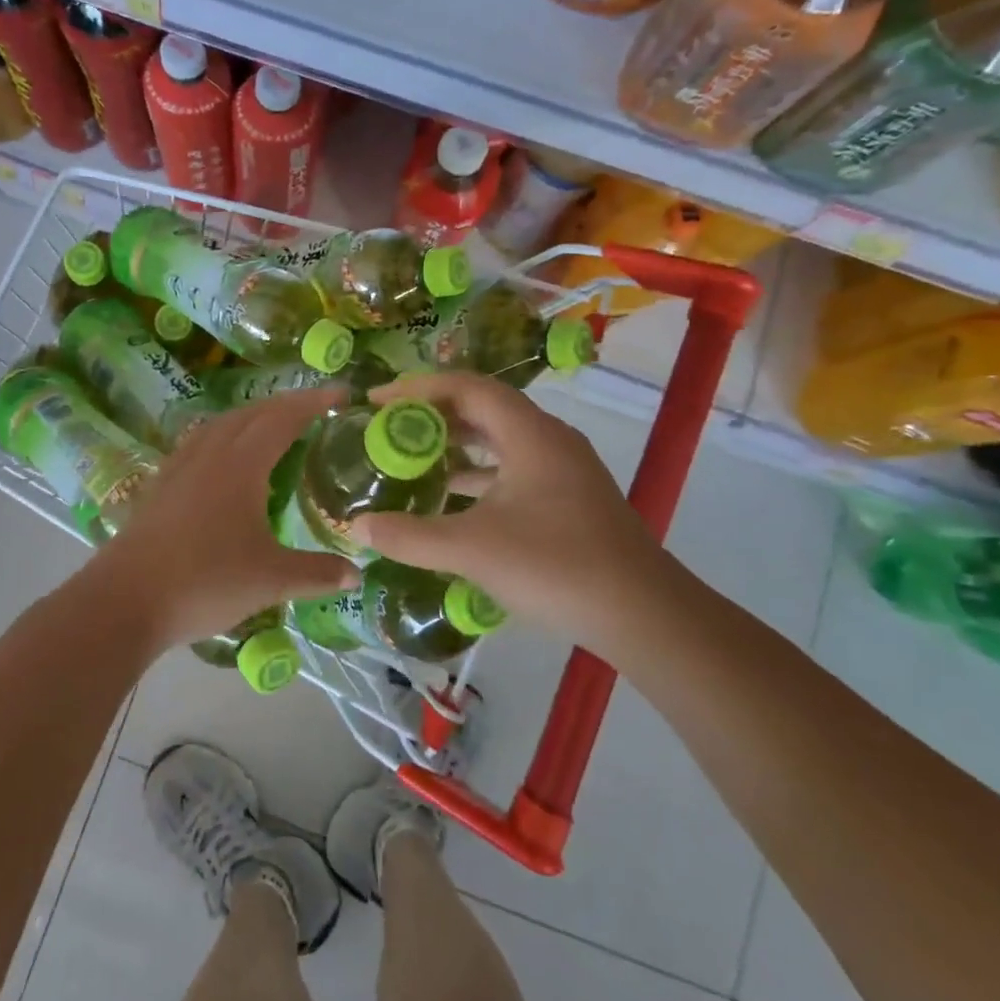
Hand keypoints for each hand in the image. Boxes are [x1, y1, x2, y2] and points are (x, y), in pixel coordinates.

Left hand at [86, 387, 360, 651]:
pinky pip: (199, 443)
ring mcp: (180, 467)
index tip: (340, 393)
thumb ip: (317, 573)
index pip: (283, 418)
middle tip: (314, 408)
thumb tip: (357, 574)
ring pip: (220, 424)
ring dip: (251, 417)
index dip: (313, 403)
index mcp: (241, 465)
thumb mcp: (271, 580)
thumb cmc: (205, 581)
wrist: (126, 599)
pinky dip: (223, 436)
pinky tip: (223, 459)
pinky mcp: (160, 485)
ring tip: (272, 426)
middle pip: (251, 414)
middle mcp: (210, 454)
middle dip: (285, 404)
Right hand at [348, 372, 677, 644]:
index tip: (376, 402)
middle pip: (482, 410)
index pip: (465, 387)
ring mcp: (563, 470)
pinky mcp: (569, 499)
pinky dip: (478, 477)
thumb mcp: (472, 549)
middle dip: (432, 416)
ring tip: (410, 460)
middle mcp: (548, 440)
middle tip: (387, 430)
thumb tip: (356, 526)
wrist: (643, 614)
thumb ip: (410, 536)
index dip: (417, 388)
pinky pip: (512, 471)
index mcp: (530, 433)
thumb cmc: (556, 566)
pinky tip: (450, 501)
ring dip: (455, 447)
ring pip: (499, 442)